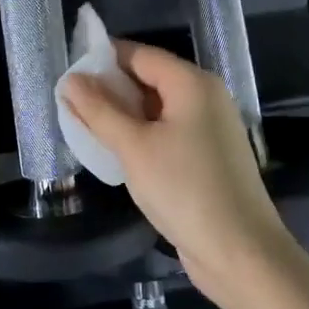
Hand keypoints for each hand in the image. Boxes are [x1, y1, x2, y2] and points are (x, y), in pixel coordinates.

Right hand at [62, 40, 294, 303]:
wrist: (241, 254)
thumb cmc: (185, 190)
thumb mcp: (133, 147)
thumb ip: (99, 110)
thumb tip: (71, 79)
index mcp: (192, 83)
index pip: (139, 54)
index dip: (102, 60)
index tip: (67, 75)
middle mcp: (205, 97)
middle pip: (149, 79)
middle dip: (110, 89)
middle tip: (70, 105)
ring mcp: (210, 127)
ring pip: (157, 108)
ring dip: (123, 115)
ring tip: (85, 128)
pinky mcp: (209, 156)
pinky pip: (168, 132)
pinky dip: (141, 135)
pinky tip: (117, 152)